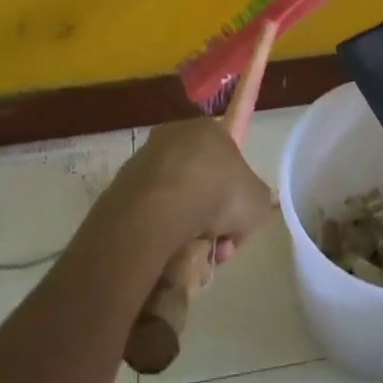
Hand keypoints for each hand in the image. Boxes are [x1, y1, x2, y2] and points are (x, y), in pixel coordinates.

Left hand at [110, 118, 273, 263]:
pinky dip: (161, 229)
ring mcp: (147, 157)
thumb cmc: (218, 194)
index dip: (234, 191)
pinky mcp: (124, 182)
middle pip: (201, 180)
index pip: (228, 156)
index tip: (234, 218)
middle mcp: (177, 134)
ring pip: (176, 198)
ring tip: (193, 254)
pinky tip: (169, 251)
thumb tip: (240, 212)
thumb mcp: (258, 201)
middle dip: (211, 214)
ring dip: (187, 226)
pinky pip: (152, 210)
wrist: (160, 207)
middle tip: (217, 243)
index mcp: (210, 128)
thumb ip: (255, 201)